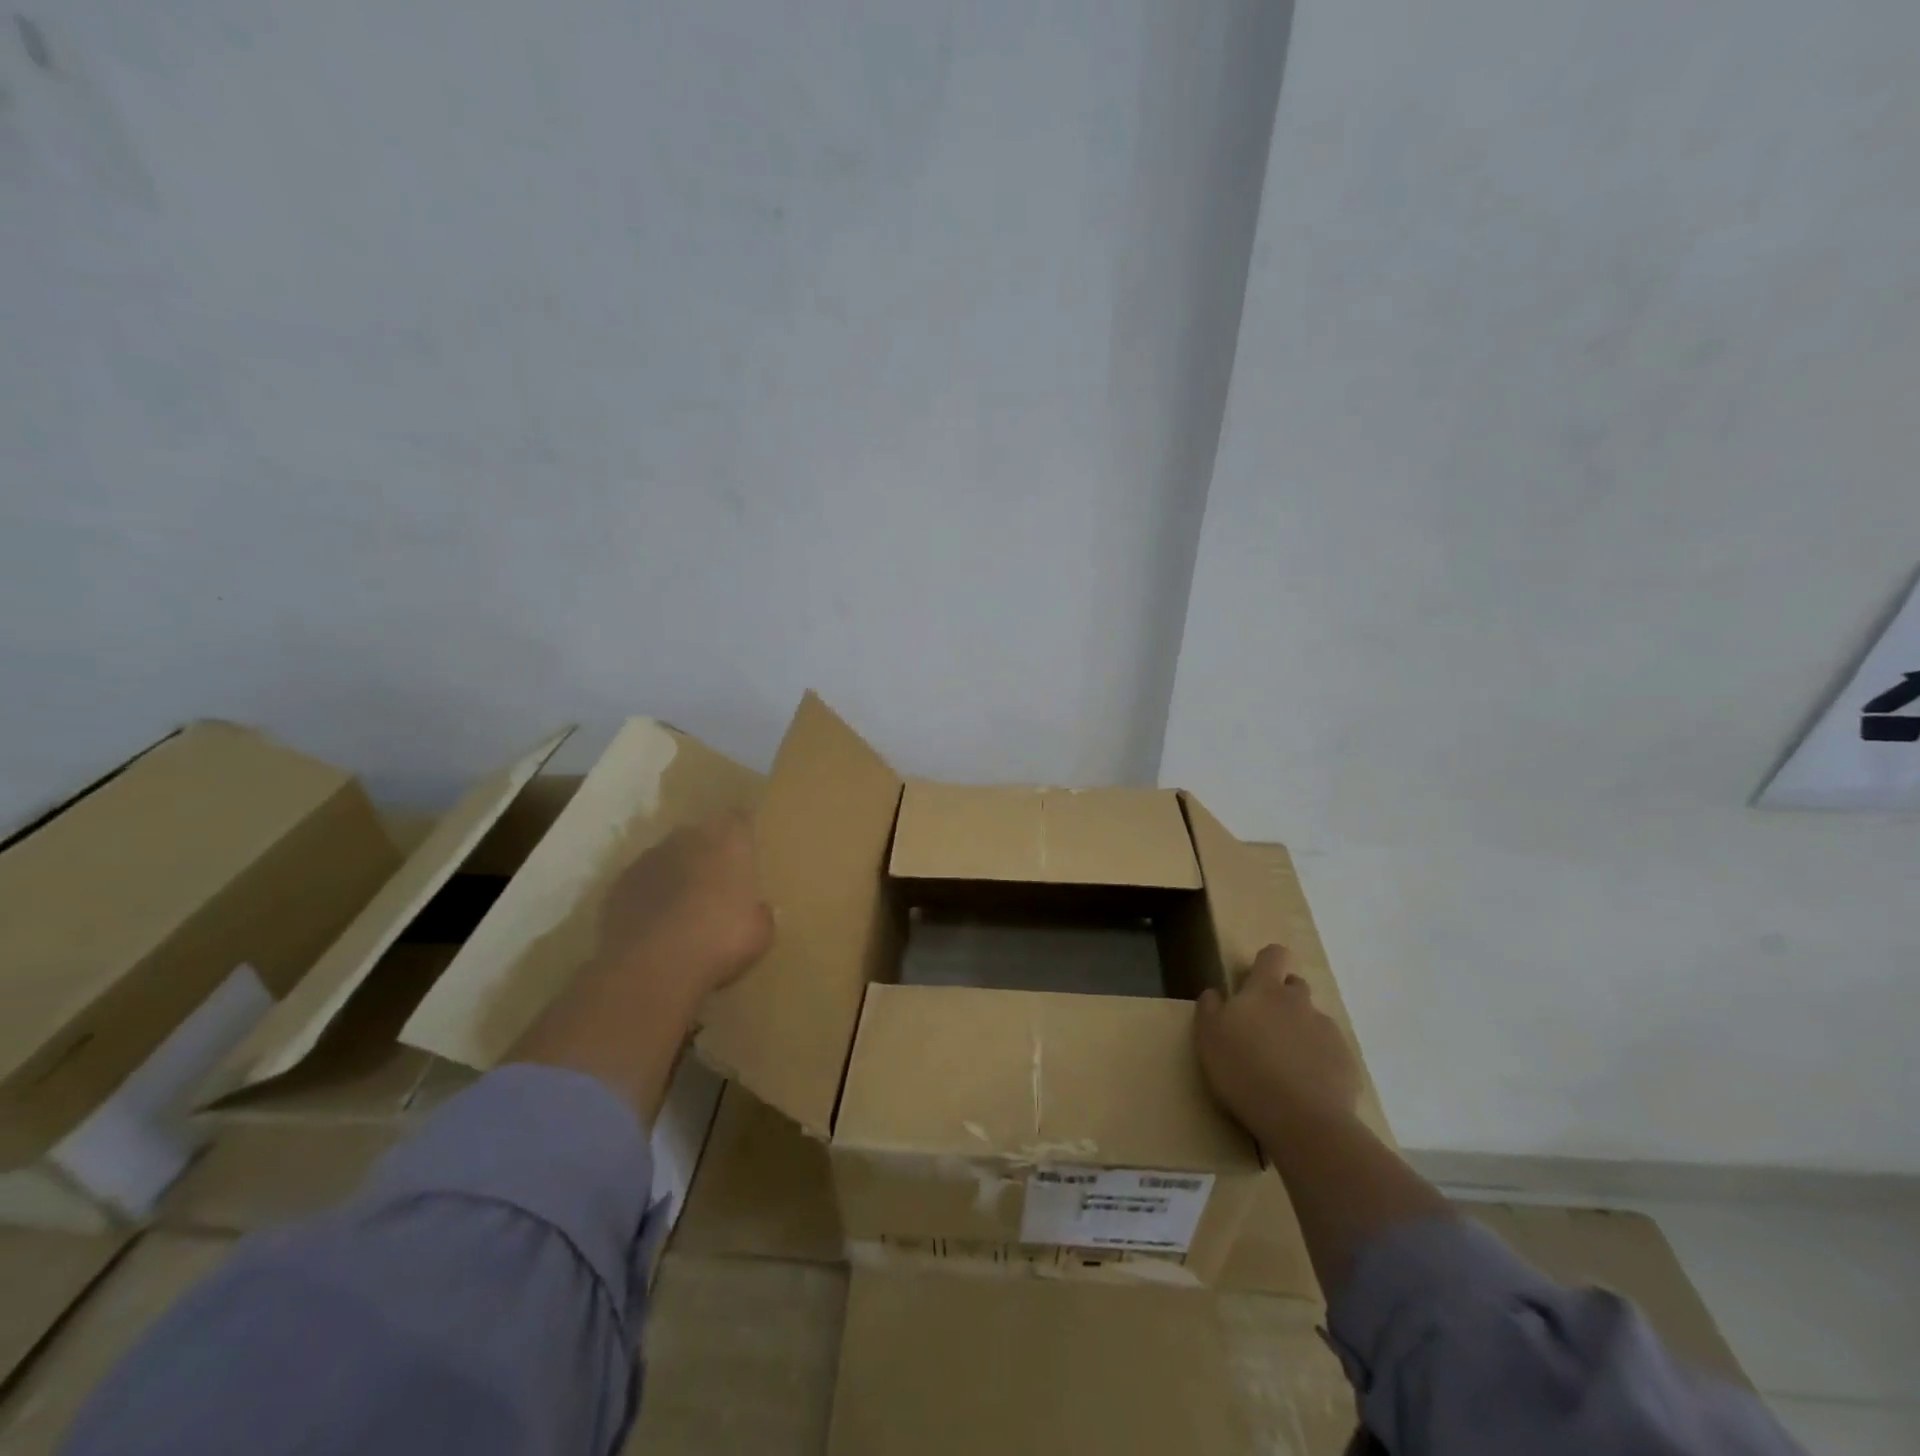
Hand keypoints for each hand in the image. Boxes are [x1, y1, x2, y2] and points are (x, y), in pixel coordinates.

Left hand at [594, 812, 774, 1013]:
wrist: (652, 966)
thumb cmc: (720, 940)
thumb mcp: (760, 933)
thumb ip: (760, 913)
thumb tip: (758, 910)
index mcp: (729, 841)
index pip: (740, 818)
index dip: (743, 832)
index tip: (747, 848)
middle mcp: (688, 838)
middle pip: (701, 835)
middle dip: (708, 853)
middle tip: (717, 882)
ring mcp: (649, 858)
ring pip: (668, 856)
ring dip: (676, 872)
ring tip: (683, 905)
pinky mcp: (619, 883)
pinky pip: (642, 881)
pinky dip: (649, 894)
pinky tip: (655, 921)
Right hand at [1195, 944, 1362, 1145]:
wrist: (1301, 1120)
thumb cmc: (1243, 1070)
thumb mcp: (1208, 1036)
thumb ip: (1210, 1007)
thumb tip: (1217, 992)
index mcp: (1265, 990)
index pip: (1273, 955)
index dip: (1266, 962)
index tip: (1254, 980)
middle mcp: (1300, 1003)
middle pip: (1295, 986)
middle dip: (1282, 998)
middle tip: (1264, 1029)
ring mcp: (1328, 1032)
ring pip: (1313, 1021)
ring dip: (1300, 1032)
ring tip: (1284, 1065)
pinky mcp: (1346, 1063)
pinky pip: (1329, 1053)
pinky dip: (1318, 1062)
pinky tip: (1305, 1087)